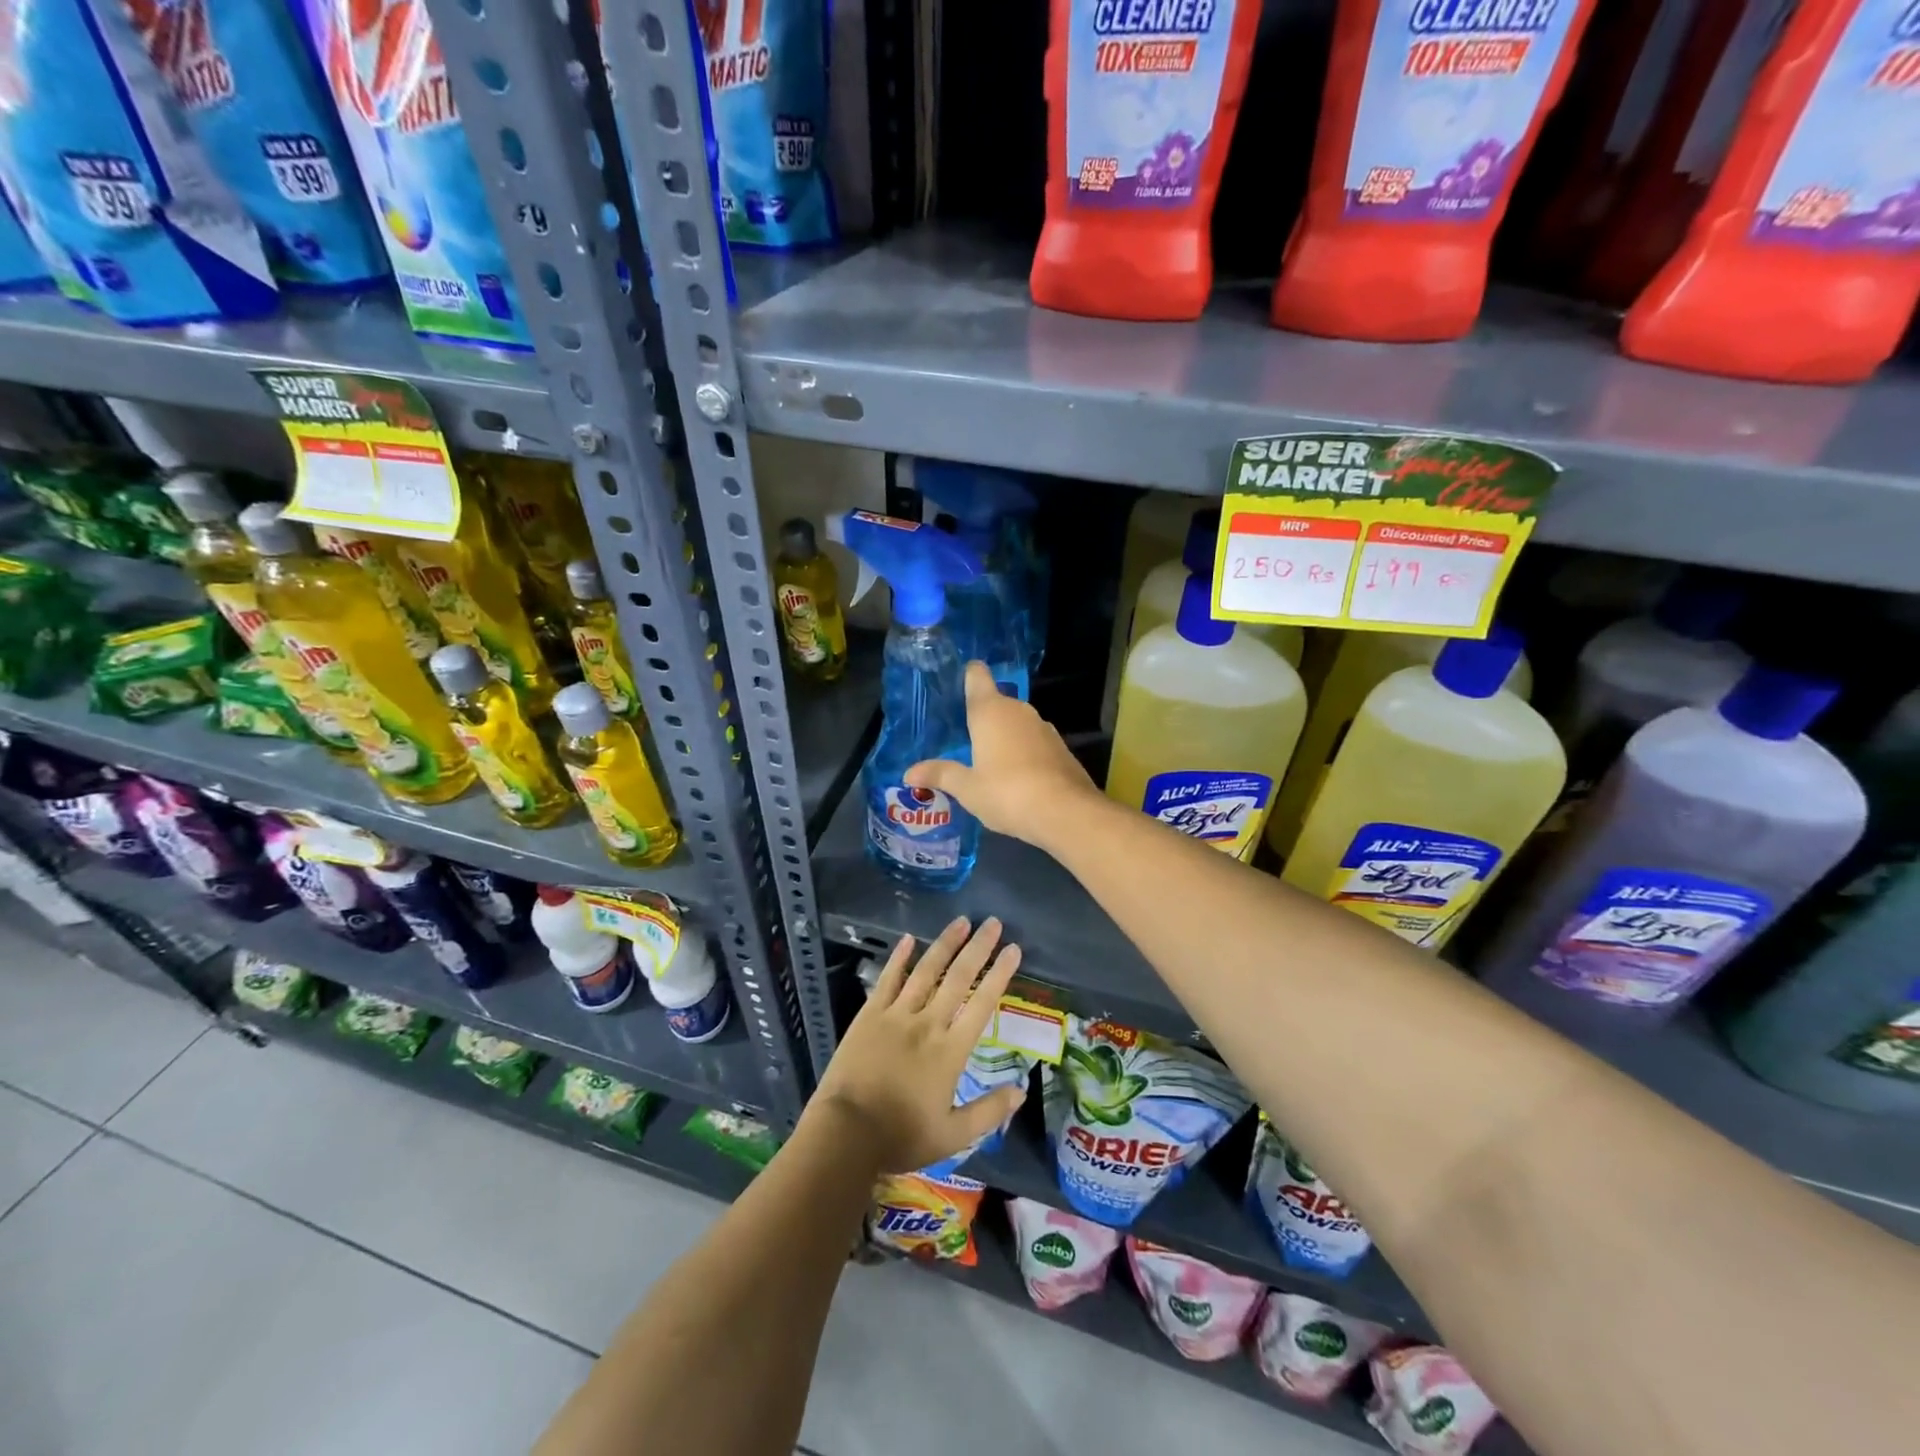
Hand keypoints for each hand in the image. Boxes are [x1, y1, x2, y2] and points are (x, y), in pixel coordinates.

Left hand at [808, 916, 1024, 1173]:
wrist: (846, 1133)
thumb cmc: (901, 1136)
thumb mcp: (953, 1135)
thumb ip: (989, 1111)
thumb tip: (1021, 1091)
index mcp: (951, 1051)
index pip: (982, 1004)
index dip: (1000, 974)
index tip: (1013, 949)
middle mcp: (928, 1024)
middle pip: (958, 978)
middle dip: (978, 948)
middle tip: (993, 922)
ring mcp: (896, 1015)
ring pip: (926, 971)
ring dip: (945, 944)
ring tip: (961, 921)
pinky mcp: (870, 1015)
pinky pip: (887, 980)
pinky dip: (899, 958)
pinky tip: (909, 939)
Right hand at [907, 662, 1095, 846]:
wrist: (1066, 812)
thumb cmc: (1007, 793)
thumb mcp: (968, 789)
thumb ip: (941, 775)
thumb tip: (909, 772)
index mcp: (990, 711)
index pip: (978, 677)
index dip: (969, 675)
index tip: (959, 681)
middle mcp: (1018, 711)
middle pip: (996, 702)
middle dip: (981, 717)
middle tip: (962, 738)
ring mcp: (1044, 728)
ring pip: (1016, 724)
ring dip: (1003, 737)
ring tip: (986, 760)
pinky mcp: (1060, 748)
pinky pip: (1033, 742)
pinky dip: (1023, 753)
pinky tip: (1015, 778)